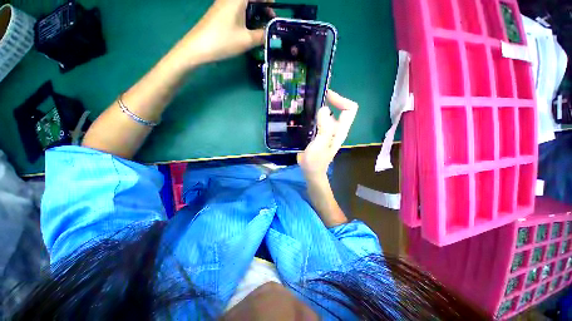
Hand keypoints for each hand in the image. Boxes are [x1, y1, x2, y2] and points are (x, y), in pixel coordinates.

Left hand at [181, 0, 265, 65]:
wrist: (198, 47)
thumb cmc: (224, 41)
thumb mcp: (247, 40)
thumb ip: (262, 35)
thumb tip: (272, 33)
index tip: (275, 8)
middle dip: (262, 6)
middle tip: (270, 20)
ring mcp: (223, 5)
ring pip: (243, 4)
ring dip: (255, 12)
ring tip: (262, 26)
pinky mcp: (219, 13)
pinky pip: (237, 9)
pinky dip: (246, 15)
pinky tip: (249, 28)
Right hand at [297, 90, 358, 180]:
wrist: (310, 171)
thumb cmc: (316, 160)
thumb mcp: (320, 144)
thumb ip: (324, 127)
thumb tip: (325, 108)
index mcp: (340, 130)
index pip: (349, 109)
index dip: (340, 99)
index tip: (326, 96)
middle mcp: (336, 128)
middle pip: (339, 109)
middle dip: (329, 101)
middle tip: (313, 98)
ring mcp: (327, 131)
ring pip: (328, 114)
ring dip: (320, 107)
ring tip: (306, 104)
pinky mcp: (319, 133)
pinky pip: (319, 120)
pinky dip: (314, 115)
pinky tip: (304, 115)